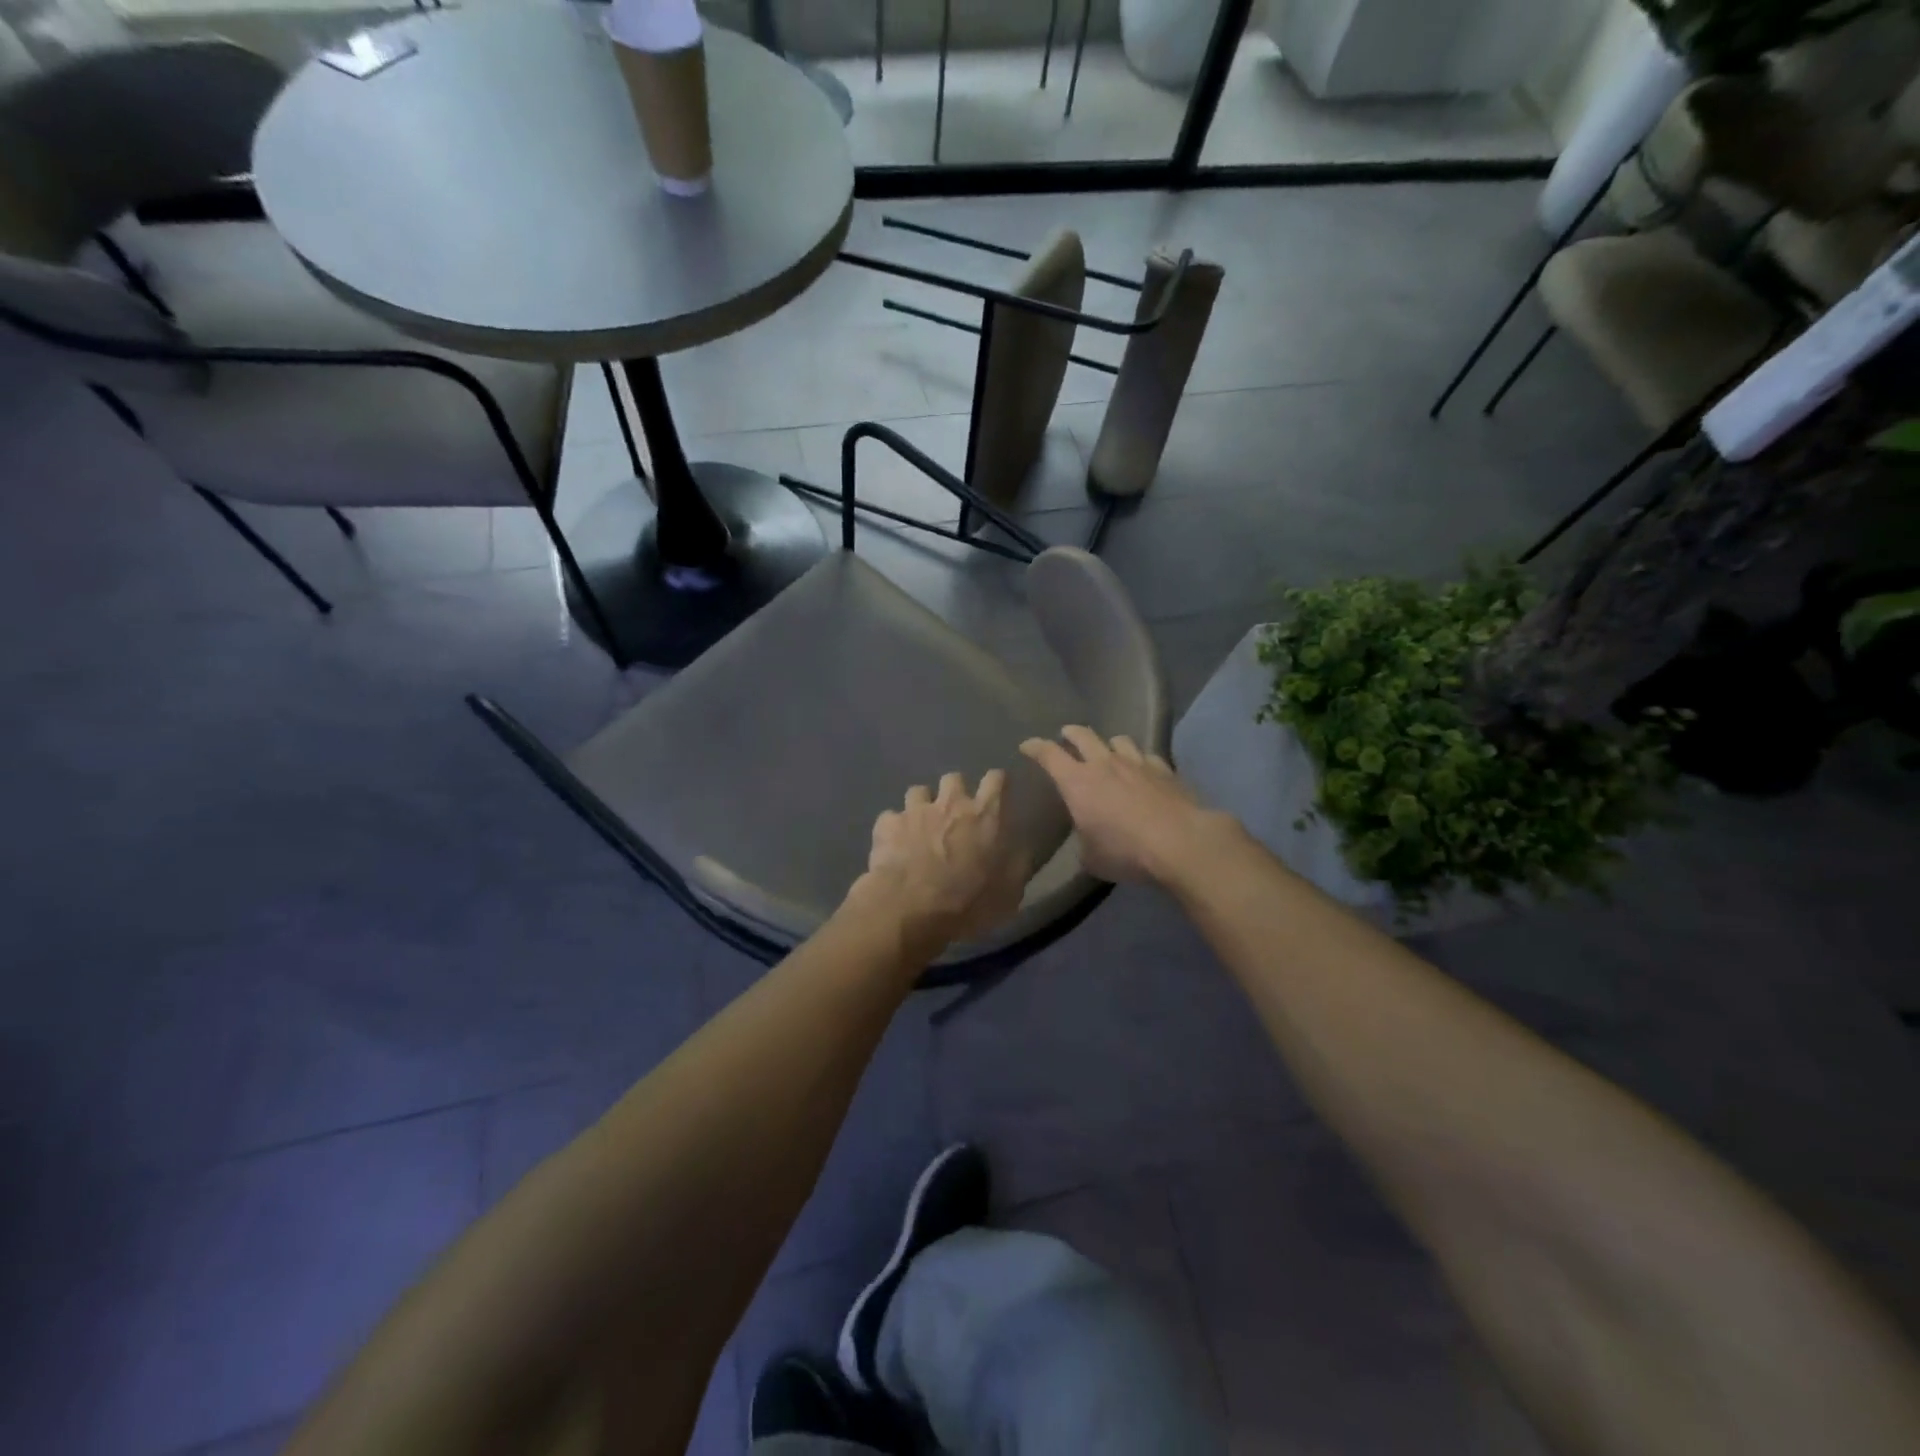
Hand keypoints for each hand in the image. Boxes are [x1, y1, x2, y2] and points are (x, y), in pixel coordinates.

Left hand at [845, 770, 1029, 953]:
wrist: (911, 910)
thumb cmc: (968, 903)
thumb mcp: (1008, 893)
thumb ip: (1016, 865)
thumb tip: (1021, 851)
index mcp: (985, 815)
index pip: (996, 779)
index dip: (997, 783)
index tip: (996, 793)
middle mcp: (951, 803)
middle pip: (954, 778)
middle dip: (954, 792)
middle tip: (954, 815)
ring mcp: (915, 811)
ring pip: (918, 791)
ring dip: (921, 806)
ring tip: (920, 827)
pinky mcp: (887, 824)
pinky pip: (890, 818)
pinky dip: (893, 829)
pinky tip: (893, 845)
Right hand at [1019, 726, 1231, 884]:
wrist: (1179, 842)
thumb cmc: (1125, 851)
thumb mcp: (1091, 857)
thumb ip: (1084, 842)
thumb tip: (1088, 840)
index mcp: (1077, 782)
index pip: (1049, 755)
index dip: (1035, 747)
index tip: (1027, 746)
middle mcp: (1104, 764)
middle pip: (1083, 736)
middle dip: (1070, 733)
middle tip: (1065, 734)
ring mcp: (1137, 763)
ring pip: (1118, 740)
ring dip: (1107, 743)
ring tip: (1107, 750)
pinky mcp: (1165, 770)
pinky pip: (1147, 756)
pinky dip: (1140, 759)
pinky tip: (1143, 768)